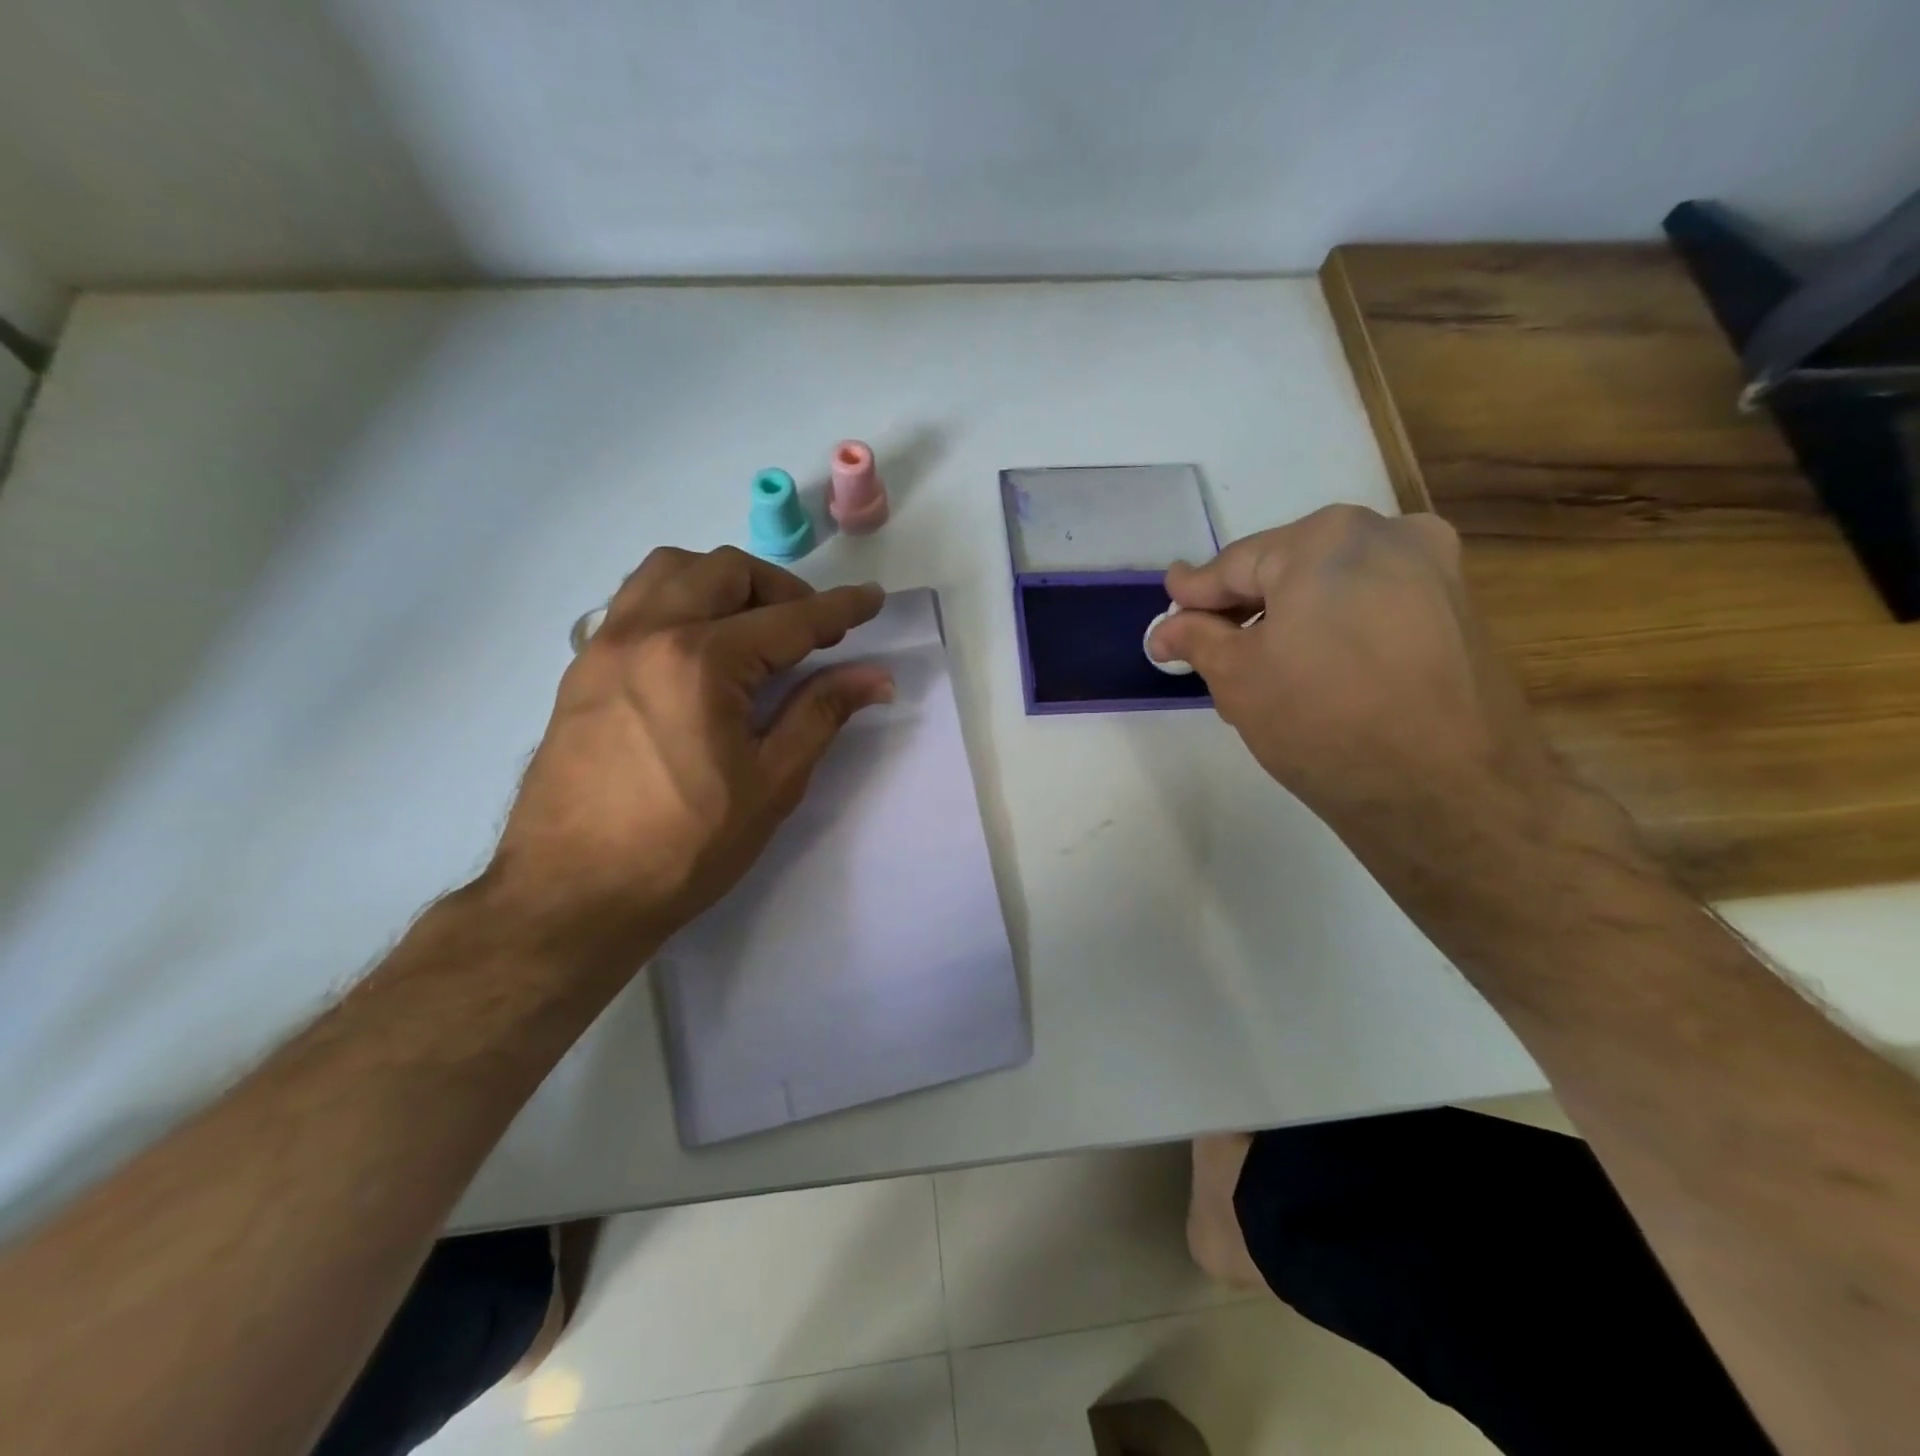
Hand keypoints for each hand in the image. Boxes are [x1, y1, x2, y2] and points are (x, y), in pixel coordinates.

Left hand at [484, 546, 891, 974]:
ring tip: (751, 627)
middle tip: (810, 630)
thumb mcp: (770, 785)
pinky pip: (634, 600)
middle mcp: (648, 633)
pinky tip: (697, 647)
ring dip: (723, 582)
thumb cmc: (683, 848)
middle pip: (726, 571)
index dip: (840, 608)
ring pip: (670, 569)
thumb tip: (875, 677)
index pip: (789, 619)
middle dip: (781, 588)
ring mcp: (604, 645)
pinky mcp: (581, 667)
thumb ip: (821, 715)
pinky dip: (678, 599)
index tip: (873, 598)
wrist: (570, 895)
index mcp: (701, 663)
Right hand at [1148, 506, 1566, 836]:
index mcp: (1325, 539)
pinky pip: (1374, 605)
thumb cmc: (1323, 721)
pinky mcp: (1461, 610)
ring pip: (1334, 586)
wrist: (1448, 791)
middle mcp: (1388, 534)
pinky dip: (1336, 628)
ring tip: (1262, 670)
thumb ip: (1196, 639)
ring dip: (1291, 619)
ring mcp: (1435, 569)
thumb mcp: (1238, 678)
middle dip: (1245, 609)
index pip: (1236, 564)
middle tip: (1210, 649)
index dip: (1195, 594)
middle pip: (1288, 568)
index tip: (1169, 609)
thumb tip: (1166, 629)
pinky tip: (1317, 672)